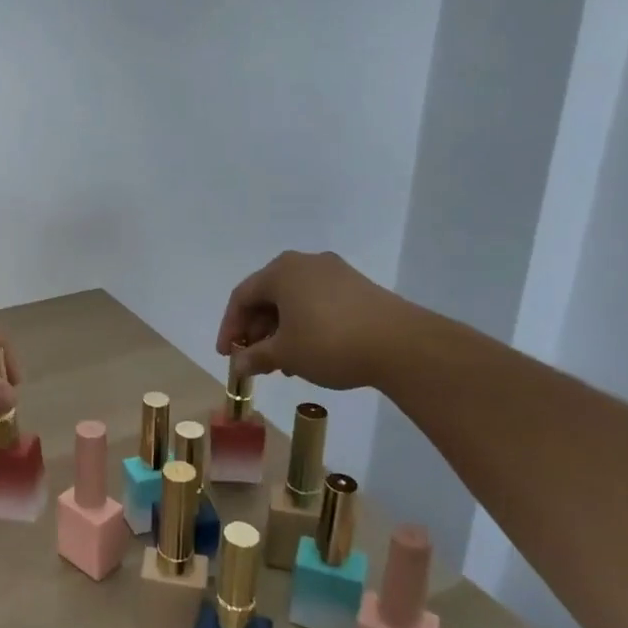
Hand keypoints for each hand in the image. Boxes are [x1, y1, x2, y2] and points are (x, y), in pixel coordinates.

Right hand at [215, 250, 416, 389]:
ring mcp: (335, 273)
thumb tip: (238, 364)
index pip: (242, 297)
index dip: (230, 328)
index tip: (226, 356)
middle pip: (268, 296)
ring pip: (293, 301)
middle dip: (257, 331)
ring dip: (280, 331)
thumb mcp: (285, 354)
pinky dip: (304, 325)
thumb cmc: (329, 343)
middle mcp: (305, 263)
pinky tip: (308, 353)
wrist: (401, 345)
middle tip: (254, 361)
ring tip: (282, 364)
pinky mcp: (357, 287)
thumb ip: (255, 356)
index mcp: (281, 271)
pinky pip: (317, 303)